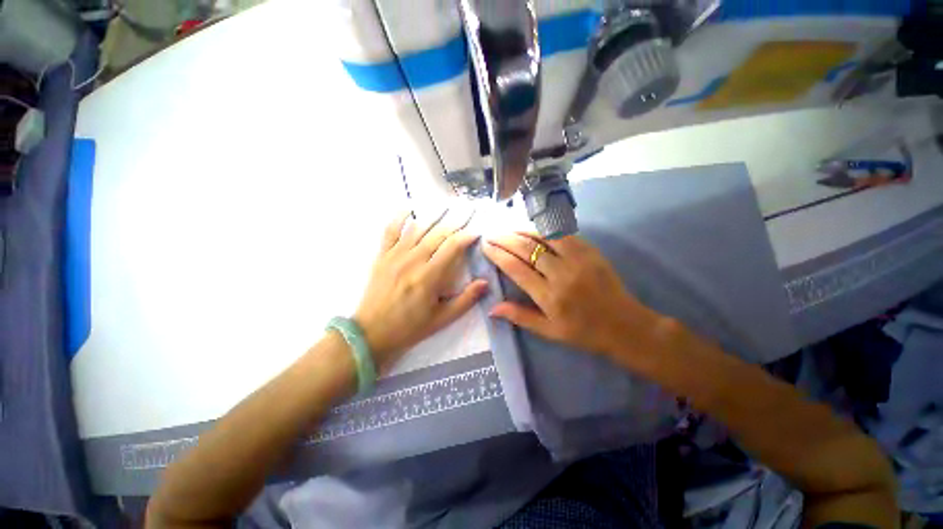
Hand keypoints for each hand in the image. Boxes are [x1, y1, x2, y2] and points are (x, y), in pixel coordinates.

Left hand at [355, 211, 488, 371]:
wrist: (372, 332)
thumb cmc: (410, 327)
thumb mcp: (442, 319)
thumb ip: (465, 299)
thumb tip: (485, 282)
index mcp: (429, 276)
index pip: (452, 247)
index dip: (466, 235)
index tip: (477, 230)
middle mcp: (413, 260)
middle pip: (438, 233)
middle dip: (456, 221)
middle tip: (468, 210)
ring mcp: (396, 255)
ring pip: (418, 228)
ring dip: (434, 215)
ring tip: (448, 204)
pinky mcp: (383, 255)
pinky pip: (390, 230)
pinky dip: (400, 217)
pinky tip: (409, 208)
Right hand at [482, 233, 664, 366]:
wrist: (625, 326)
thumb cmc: (583, 332)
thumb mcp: (549, 331)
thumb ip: (520, 317)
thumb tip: (491, 309)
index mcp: (549, 297)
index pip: (516, 268)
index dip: (498, 254)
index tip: (486, 246)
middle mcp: (561, 274)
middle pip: (526, 249)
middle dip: (505, 239)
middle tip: (491, 234)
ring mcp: (578, 260)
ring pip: (543, 237)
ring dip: (522, 230)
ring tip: (508, 229)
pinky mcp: (590, 251)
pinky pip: (563, 234)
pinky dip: (545, 229)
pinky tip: (533, 229)